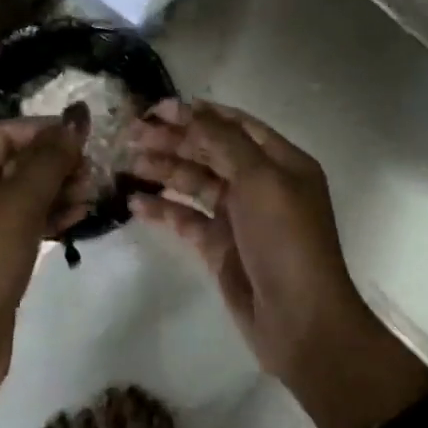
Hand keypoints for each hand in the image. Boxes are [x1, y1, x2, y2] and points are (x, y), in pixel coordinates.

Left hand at [0, 112, 89, 404]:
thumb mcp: (18, 205)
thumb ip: (49, 159)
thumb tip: (76, 117)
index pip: (3, 134)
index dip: (44, 129)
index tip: (85, 134)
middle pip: (15, 162)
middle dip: (56, 162)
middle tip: (93, 169)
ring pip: (25, 193)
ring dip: (59, 189)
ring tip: (93, 194)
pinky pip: (26, 222)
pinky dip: (52, 216)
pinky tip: (81, 216)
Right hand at [128, 99, 427, 427]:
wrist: (299, 320)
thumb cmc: (286, 239)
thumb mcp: (260, 179)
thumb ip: (223, 140)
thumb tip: (192, 109)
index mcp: (281, 162)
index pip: (236, 126)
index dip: (199, 114)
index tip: (159, 108)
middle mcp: (261, 184)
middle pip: (212, 151)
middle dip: (174, 140)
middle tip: (132, 133)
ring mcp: (239, 217)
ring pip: (196, 183)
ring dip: (164, 170)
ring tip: (127, 161)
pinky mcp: (219, 247)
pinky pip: (186, 219)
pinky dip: (163, 209)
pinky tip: (135, 201)